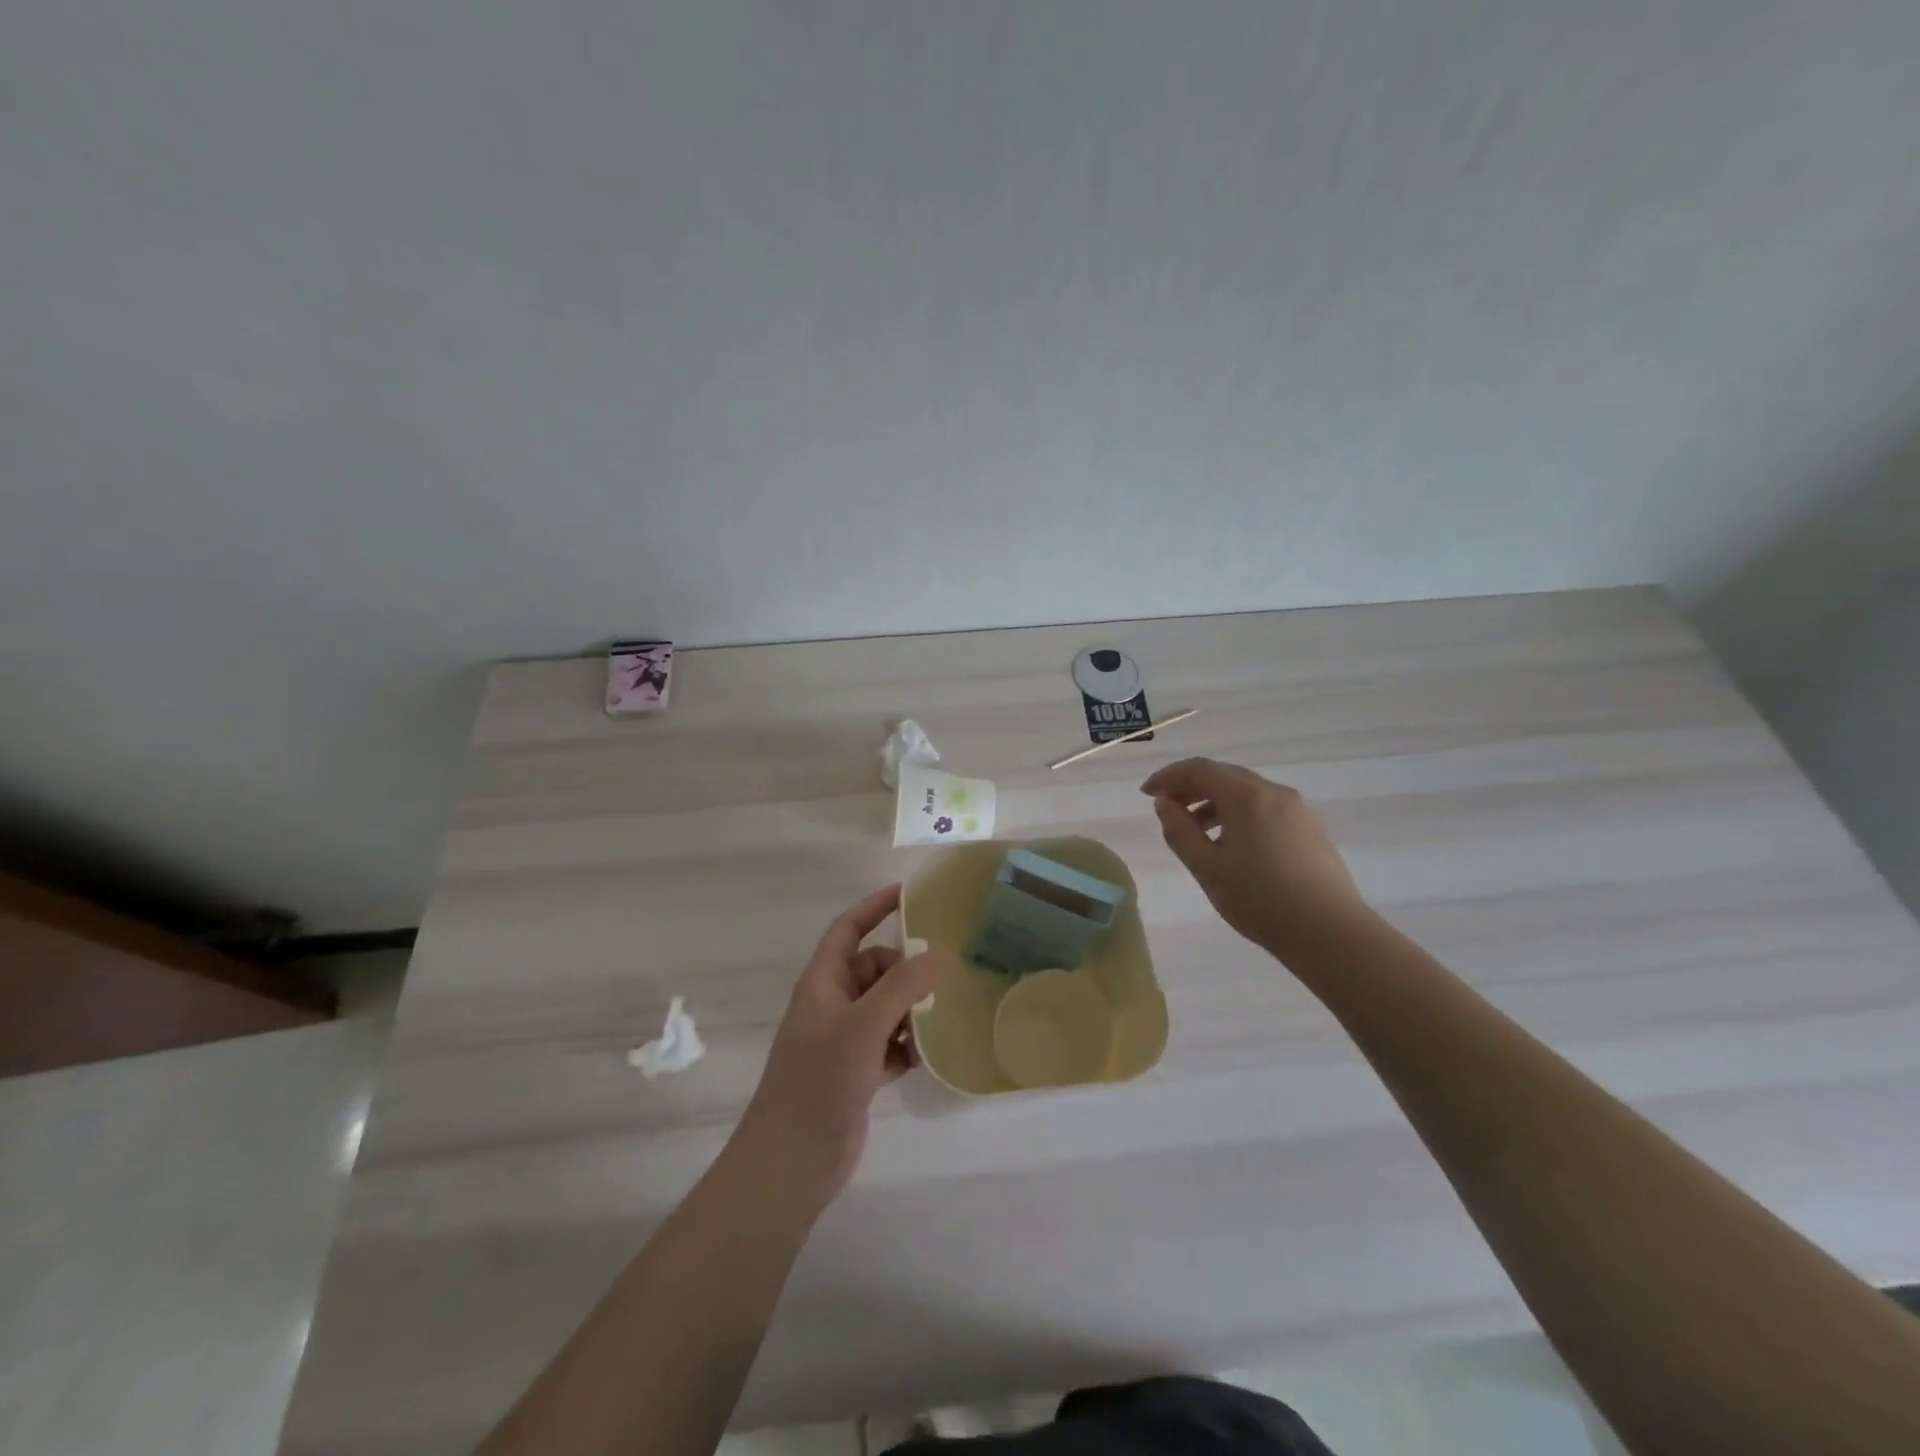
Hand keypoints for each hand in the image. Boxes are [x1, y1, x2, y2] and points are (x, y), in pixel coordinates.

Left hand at [730, 885, 939, 1211]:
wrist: (792, 1161)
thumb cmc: (820, 1082)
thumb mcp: (863, 1026)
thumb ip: (901, 986)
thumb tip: (936, 956)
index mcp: (823, 982)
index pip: (848, 929)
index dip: (875, 907)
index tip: (910, 893)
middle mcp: (832, 1004)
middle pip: (876, 969)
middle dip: (906, 974)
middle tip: (939, 985)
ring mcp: (844, 1039)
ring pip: (887, 1007)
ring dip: (911, 1013)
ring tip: (935, 1027)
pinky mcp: (857, 1071)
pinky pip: (890, 1042)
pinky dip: (907, 1045)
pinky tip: (926, 1059)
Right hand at [1142, 758, 1368, 959]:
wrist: (1330, 933)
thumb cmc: (1260, 900)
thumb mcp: (1207, 868)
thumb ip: (1179, 831)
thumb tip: (1165, 804)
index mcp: (1246, 796)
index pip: (1199, 769)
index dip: (1168, 777)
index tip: (1146, 793)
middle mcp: (1274, 792)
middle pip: (1224, 776)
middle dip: (1191, 787)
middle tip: (1167, 809)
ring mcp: (1298, 810)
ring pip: (1246, 792)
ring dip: (1215, 802)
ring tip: (1196, 832)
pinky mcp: (1310, 829)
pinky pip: (1265, 808)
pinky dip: (1239, 814)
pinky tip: (1231, 845)